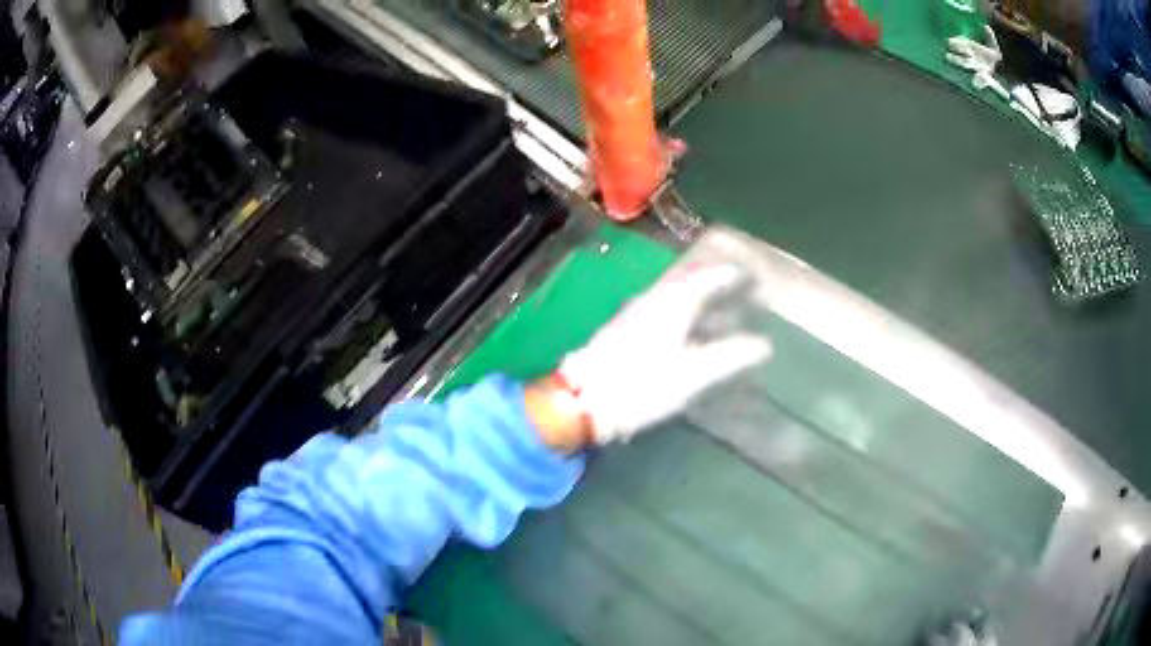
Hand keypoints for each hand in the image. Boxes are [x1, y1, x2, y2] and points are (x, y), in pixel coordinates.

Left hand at [551, 264, 771, 444]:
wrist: (583, 400)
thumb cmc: (642, 384)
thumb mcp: (693, 373)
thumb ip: (730, 356)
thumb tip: (765, 345)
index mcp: (672, 302)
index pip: (708, 278)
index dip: (732, 277)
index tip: (754, 278)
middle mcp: (653, 299)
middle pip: (693, 286)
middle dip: (720, 290)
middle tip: (746, 297)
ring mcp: (635, 314)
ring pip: (677, 301)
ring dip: (703, 306)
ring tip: (726, 320)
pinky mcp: (624, 332)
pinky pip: (664, 314)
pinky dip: (685, 318)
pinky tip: (691, 337)